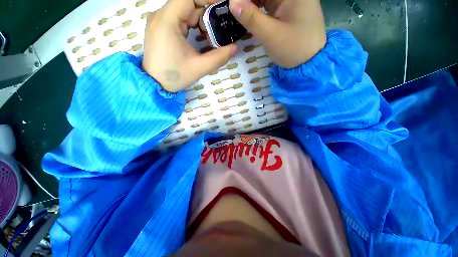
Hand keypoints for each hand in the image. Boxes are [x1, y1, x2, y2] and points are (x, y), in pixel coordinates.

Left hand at [142, 0, 237, 92]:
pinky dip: (193, 26)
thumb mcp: (199, 67)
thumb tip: (235, 47)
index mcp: (168, 20)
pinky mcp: (162, 28)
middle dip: (207, 16)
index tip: (225, 7)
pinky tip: (200, 38)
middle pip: (189, 5)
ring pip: (185, 12)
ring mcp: (161, 21)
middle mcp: (161, 15)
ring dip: (201, 22)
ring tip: (210, 39)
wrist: (155, 84)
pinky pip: (180, 20)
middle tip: (219, 33)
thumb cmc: (174, 76)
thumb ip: (219, 57)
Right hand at [229, 0, 325, 68]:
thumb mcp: (270, 35)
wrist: (309, 62)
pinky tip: (248, 17)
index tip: (233, 4)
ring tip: (238, 14)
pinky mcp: (286, 10)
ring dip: (250, 4)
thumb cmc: (293, 48)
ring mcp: (289, 1)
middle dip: (247, 0)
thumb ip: (251, 18)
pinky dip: (257, 10)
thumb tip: (232, 3)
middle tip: (234, 10)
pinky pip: (267, 5)